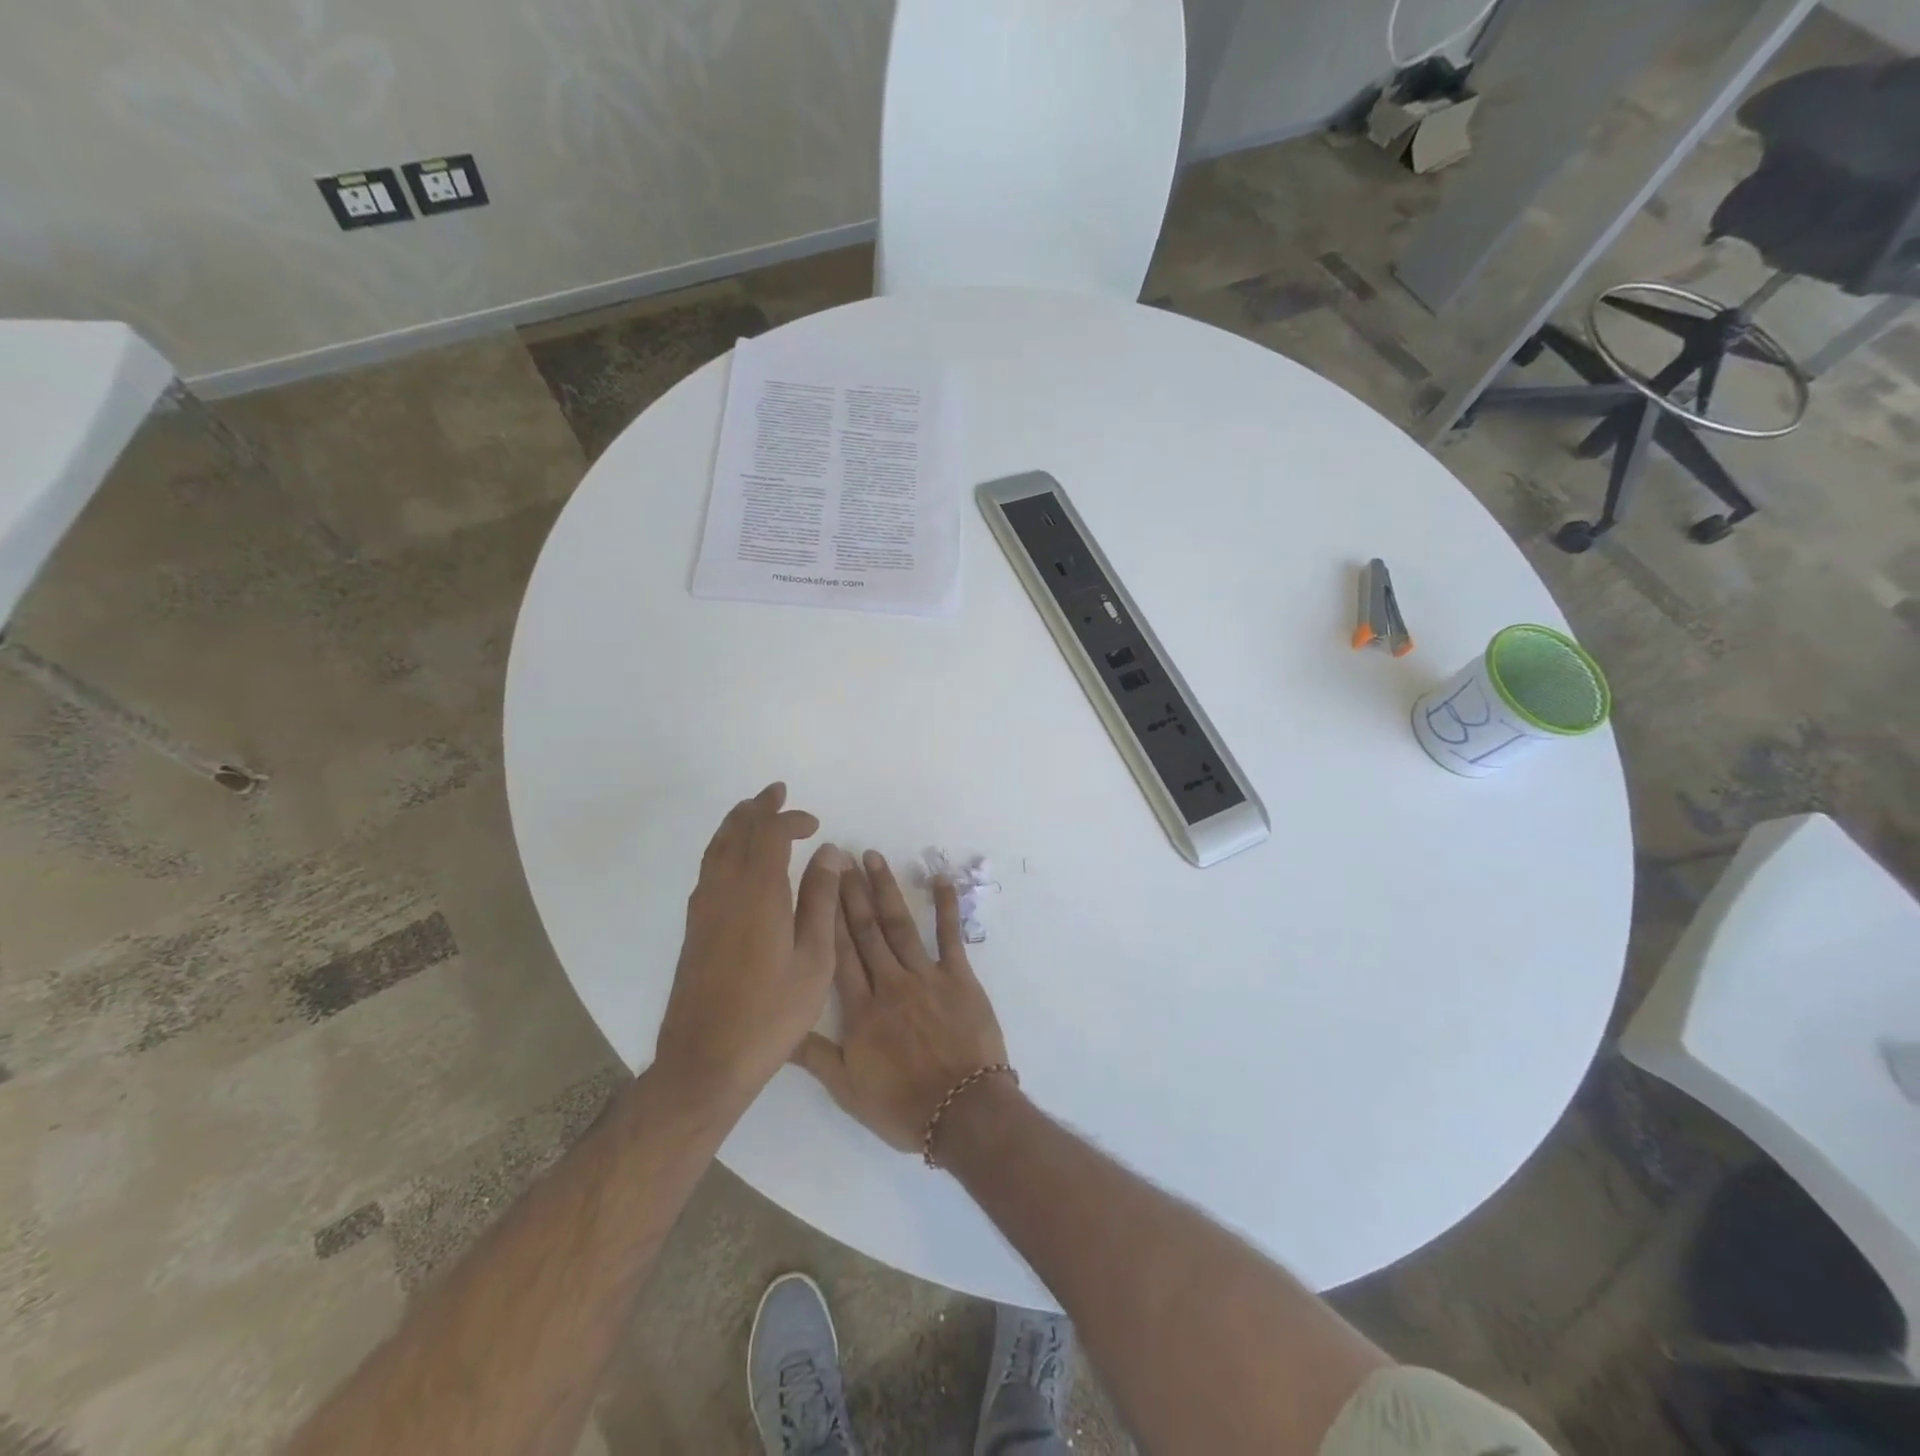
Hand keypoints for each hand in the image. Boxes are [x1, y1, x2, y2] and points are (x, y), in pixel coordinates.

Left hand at [654, 784, 847, 1107]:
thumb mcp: (813, 960)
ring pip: (716, 848)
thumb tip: (830, 853)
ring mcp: (703, 909)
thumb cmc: (771, 1013)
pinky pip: (708, 868)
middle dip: (757, 808)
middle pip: (736, 832)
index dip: (790, 820)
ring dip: (736, 824)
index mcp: (757, 894)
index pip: (770, 835)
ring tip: (753, 811)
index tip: (814, 825)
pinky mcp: (694, 928)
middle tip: (776, 792)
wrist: (706, 1060)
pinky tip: (735, 859)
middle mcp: (724, 891)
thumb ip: (821, 901)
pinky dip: (724, 847)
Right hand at [793, 851, 1009, 1152]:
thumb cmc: (903, 1106)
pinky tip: (940, 879)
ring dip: (886, 890)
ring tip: (873, 858)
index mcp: (861, 1009)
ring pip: (900, 926)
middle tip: (841, 857)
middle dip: (852, 892)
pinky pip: (950, 936)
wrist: (964, 1112)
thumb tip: (775, 1030)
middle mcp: (890, 983)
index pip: (838, 953)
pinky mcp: (959, 977)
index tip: (818, 884)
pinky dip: (946, 906)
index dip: (827, 916)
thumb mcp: (847, 1090)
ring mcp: (926, 977)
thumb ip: (813, 1055)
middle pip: (866, 931)